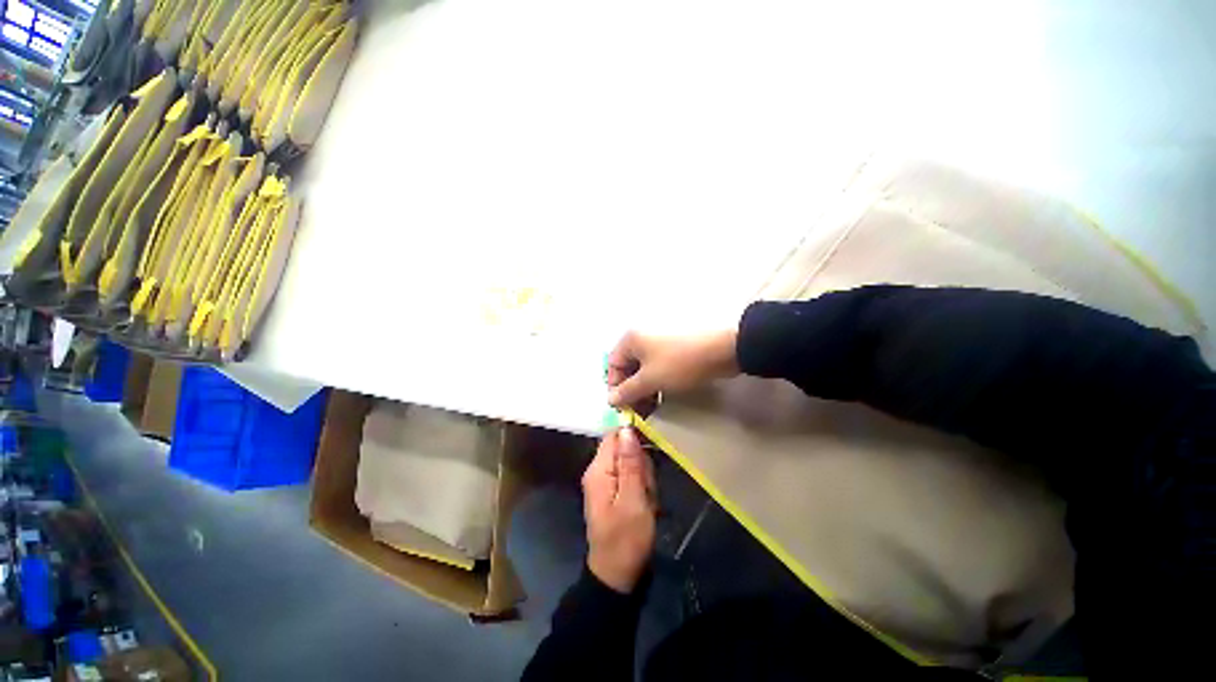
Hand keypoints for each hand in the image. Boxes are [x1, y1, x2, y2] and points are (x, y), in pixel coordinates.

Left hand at [582, 427, 656, 593]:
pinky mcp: (614, 492)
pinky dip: (642, 490)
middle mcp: (599, 471)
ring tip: (647, 502)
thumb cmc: (626, 539)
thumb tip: (626, 428)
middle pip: (625, 450)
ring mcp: (606, 482)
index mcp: (599, 470)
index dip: (633, 439)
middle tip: (646, 491)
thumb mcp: (633, 500)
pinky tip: (646, 506)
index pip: (614, 436)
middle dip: (642, 466)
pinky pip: (632, 479)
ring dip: (645, 480)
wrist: (617, 575)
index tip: (648, 457)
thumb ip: (630, 463)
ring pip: (632, 465)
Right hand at [606, 329, 739, 408]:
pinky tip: (660, 398)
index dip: (615, 387)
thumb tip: (610, 400)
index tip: (622, 407)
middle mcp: (641, 338)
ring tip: (649, 409)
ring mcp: (658, 344)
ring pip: (643, 370)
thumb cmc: (679, 364)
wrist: (722, 351)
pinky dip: (655, 383)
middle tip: (636, 412)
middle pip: (627, 367)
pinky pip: (657, 368)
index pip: (613, 365)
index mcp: (631, 340)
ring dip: (643, 390)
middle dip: (630, 391)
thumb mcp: (650, 380)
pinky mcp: (673, 351)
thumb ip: (627, 391)